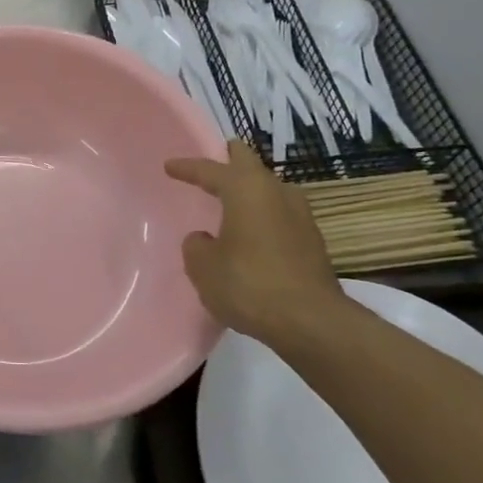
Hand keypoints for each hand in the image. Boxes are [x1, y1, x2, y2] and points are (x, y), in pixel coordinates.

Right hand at [164, 140, 344, 344]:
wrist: (312, 323)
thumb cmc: (249, 284)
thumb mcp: (203, 267)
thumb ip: (197, 246)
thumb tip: (205, 240)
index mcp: (245, 188)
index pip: (210, 168)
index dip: (187, 168)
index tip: (170, 166)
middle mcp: (276, 191)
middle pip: (249, 163)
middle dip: (231, 159)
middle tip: (215, 161)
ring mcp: (300, 215)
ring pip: (269, 188)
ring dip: (251, 190)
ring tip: (233, 200)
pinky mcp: (313, 241)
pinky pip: (280, 215)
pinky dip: (263, 216)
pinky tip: (253, 233)